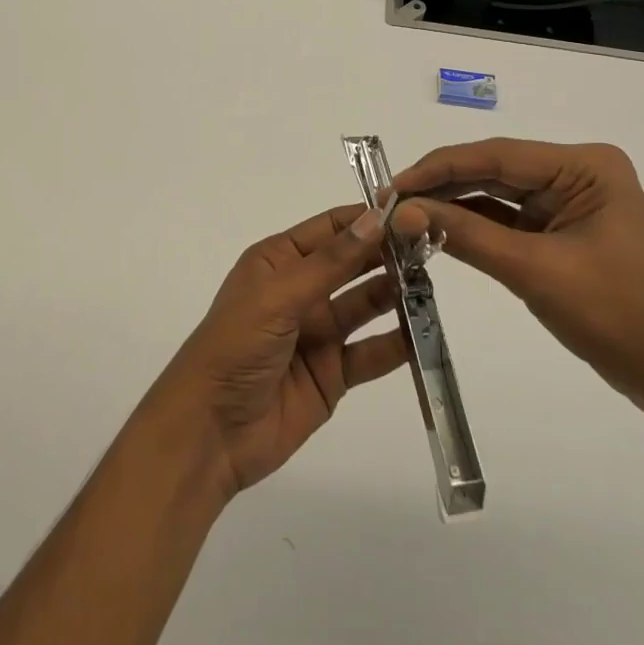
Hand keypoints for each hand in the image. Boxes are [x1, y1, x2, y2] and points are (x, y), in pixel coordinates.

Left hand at [145, 204, 408, 500]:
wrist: (210, 432)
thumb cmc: (235, 346)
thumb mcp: (278, 296)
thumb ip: (330, 262)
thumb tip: (374, 219)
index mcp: (278, 261)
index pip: (330, 228)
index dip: (367, 219)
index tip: (411, 212)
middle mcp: (301, 290)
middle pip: (352, 264)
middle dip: (388, 254)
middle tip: (433, 246)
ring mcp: (318, 333)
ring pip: (366, 306)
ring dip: (396, 294)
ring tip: (433, 283)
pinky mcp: (332, 374)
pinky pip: (370, 353)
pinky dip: (397, 344)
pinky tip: (425, 333)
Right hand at [391, 138, 643, 418]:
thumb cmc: (616, 317)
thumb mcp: (533, 271)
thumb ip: (465, 234)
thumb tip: (402, 211)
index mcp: (584, 166)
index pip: (496, 155)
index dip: (438, 168)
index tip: (391, 187)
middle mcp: (576, 172)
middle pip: (493, 170)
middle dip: (441, 186)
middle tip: (389, 203)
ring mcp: (568, 200)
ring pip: (496, 193)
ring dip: (452, 205)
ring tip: (402, 215)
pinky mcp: (559, 229)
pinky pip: (507, 218)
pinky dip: (472, 225)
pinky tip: (435, 229)